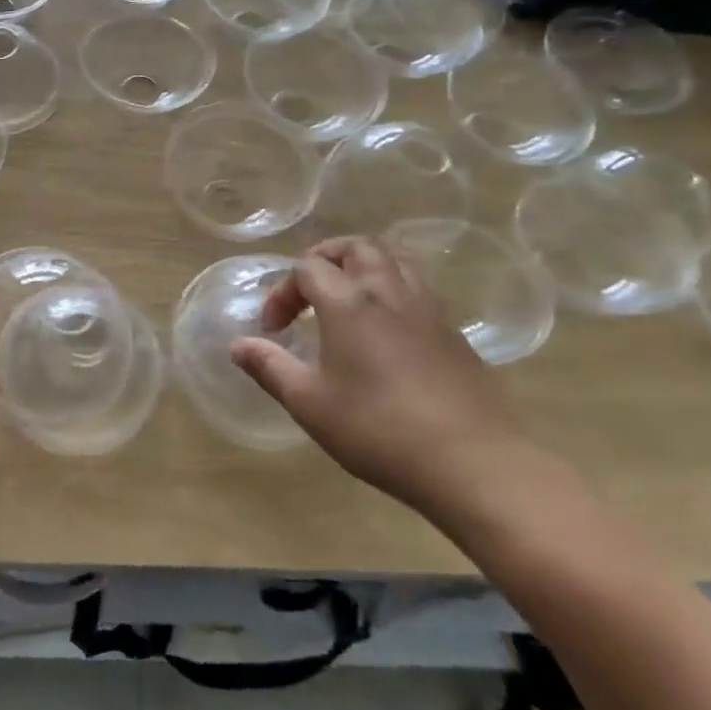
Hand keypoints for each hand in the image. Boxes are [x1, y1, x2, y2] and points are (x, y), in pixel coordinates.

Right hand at [230, 237, 530, 513]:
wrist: (472, 462)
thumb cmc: (378, 429)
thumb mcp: (309, 403)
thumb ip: (270, 367)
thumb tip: (238, 346)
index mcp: (349, 302)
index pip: (308, 268)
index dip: (283, 291)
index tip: (274, 330)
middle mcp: (389, 292)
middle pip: (356, 247)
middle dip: (326, 258)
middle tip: (310, 291)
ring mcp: (428, 309)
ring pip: (394, 260)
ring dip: (364, 267)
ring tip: (348, 299)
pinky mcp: (453, 332)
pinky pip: (419, 288)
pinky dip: (394, 290)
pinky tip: (387, 329)